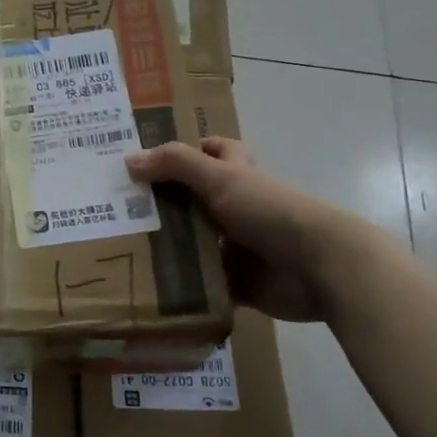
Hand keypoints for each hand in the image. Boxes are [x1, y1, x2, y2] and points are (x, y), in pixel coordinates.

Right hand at [126, 137, 393, 322]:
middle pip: (192, 200)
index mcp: (237, 176)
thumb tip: (128, 159)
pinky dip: (180, 286)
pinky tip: (146, 286)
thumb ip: (175, 165)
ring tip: (119, 246)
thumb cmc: (271, 211)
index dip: (185, 150)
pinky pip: (201, 284)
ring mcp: (237, 247)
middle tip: (115, 206)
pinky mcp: (237, 282)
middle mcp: (236, 208)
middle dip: (160, 203)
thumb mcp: (220, 178)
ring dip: (165, 247)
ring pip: (194, 243)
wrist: (320, 267)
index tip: (146, 158)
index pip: (211, 152)